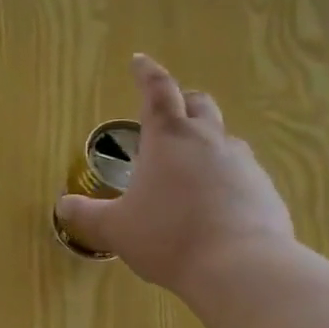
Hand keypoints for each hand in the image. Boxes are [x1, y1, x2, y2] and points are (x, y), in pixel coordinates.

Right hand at [55, 54, 294, 297]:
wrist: (240, 267)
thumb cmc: (168, 237)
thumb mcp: (115, 229)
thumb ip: (87, 215)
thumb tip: (63, 206)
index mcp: (168, 138)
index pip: (156, 91)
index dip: (146, 73)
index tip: (139, 60)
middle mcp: (208, 140)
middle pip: (198, 104)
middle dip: (182, 102)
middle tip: (169, 114)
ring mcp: (243, 163)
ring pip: (224, 139)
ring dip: (206, 143)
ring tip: (191, 169)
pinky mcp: (265, 189)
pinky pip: (243, 174)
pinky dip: (227, 179)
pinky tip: (217, 206)